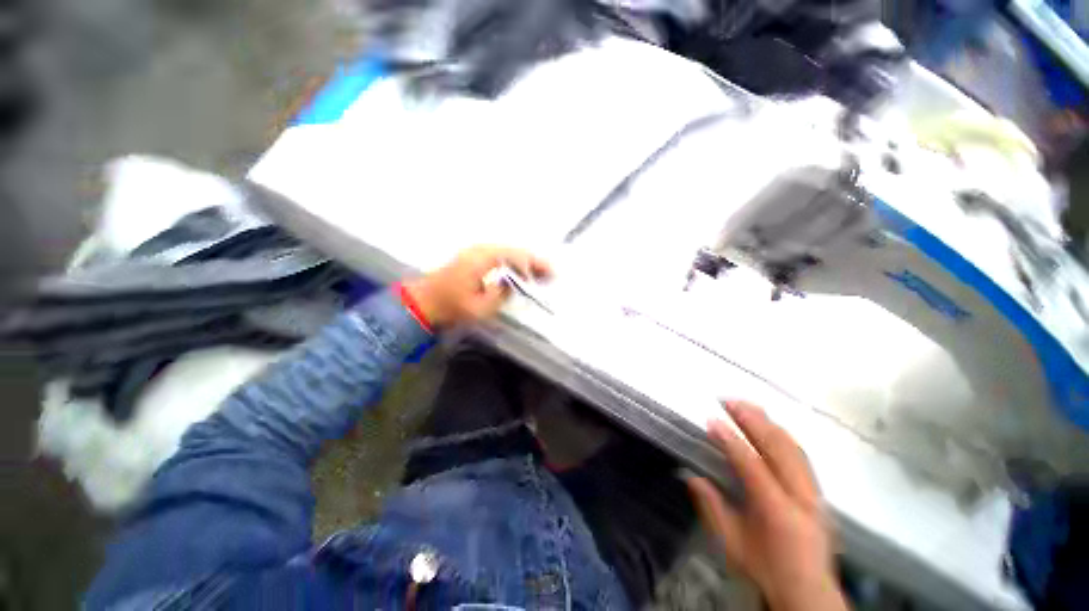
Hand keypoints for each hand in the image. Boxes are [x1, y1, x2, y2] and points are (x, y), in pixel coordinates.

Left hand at [404, 246, 551, 327]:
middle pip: (514, 251)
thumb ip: (502, 293)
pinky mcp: (472, 257)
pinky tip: (519, 274)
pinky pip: (499, 256)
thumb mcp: (481, 307)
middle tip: (549, 274)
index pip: (517, 256)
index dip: (536, 264)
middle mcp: (480, 249)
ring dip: (523, 262)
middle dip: (533, 262)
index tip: (551, 273)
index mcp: (483, 259)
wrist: (424, 301)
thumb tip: (513, 282)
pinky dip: (512, 263)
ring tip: (538, 275)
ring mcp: (475, 251)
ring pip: (507, 252)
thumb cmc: (452, 306)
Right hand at [686, 402, 846, 610]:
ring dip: (768, 422)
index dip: (730, 440)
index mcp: (778, 512)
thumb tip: (692, 476)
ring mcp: (814, 493)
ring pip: (793, 447)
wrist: (809, 593)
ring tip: (747, 405)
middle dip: (752, 420)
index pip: (752, 466)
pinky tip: (770, 425)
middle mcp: (801, 497)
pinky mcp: (819, 493)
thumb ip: (712, 508)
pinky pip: (801, 455)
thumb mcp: (732, 544)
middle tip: (729, 401)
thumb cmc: (766, 570)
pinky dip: (783, 435)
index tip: (712, 420)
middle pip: (778, 448)